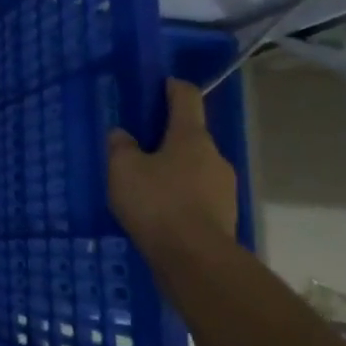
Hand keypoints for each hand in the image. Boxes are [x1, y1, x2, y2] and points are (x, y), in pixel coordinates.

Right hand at [107, 79, 238, 246]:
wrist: (196, 261)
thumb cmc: (158, 203)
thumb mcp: (123, 169)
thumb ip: (120, 146)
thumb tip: (122, 135)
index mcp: (191, 136)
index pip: (187, 97)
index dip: (173, 87)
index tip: (161, 84)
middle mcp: (214, 156)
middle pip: (190, 136)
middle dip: (167, 138)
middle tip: (139, 147)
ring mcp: (224, 188)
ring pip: (194, 168)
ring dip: (173, 170)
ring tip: (146, 186)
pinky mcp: (224, 217)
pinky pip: (197, 196)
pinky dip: (180, 197)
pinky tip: (160, 213)